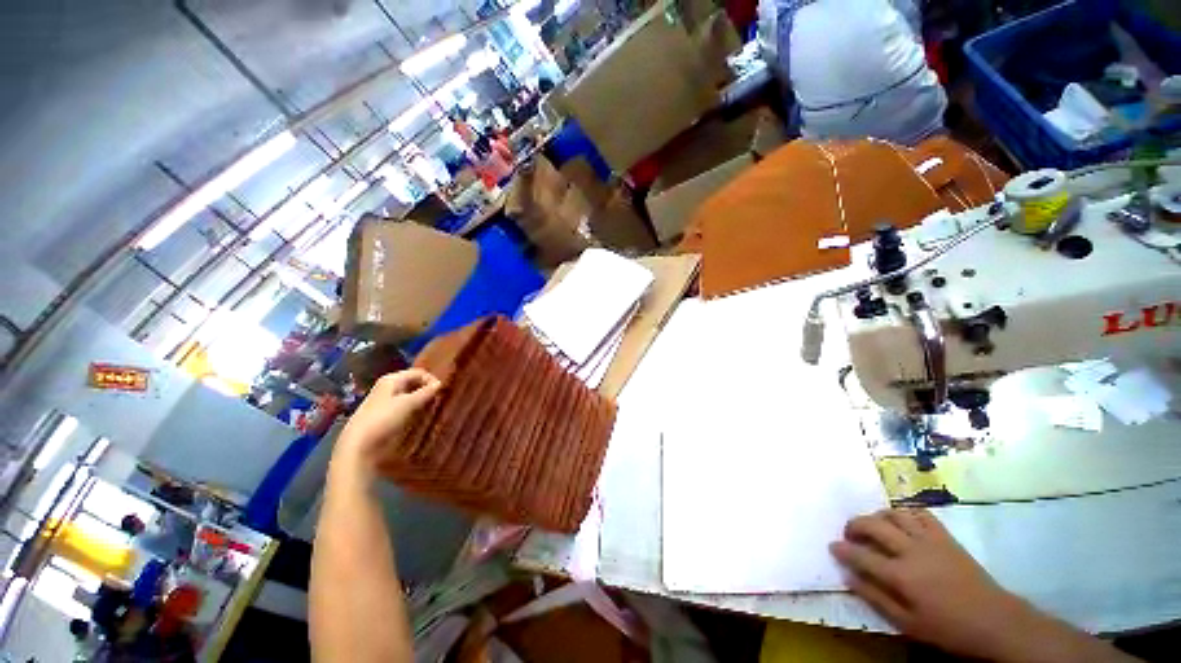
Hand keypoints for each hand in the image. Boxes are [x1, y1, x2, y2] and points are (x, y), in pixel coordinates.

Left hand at [332, 369, 440, 479]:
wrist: (358, 445)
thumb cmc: (384, 419)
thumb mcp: (408, 404)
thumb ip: (426, 392)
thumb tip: (440, 383)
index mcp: (391, 379)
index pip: (418, 372)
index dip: (431, 380)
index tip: (441, 392)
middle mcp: (387, 386)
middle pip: (413, 382)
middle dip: (426, 389)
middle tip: (437, 400)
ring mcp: (384, 400)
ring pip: (409, 394)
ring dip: (421, 400)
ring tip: (430, 409)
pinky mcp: (384, 413)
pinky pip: (403, 405)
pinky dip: (413, 408)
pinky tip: (417, 416)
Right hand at [830, 509, 1028, 659]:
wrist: (993, 620)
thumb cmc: (947, 628)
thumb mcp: (908, 624)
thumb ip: (875, 598)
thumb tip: (848, 577)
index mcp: (901, 576)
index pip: (861, 556)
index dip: (842, 549)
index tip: (832, 545)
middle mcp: (911, 551)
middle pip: (873, 525)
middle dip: (854, 525)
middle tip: (849, 533)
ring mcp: (930, 540)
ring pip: (894, 514)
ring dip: (877, 516)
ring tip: (873, 526)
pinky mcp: (945, 536)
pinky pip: (920, 513)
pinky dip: (905, 513)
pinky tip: (901, 522)